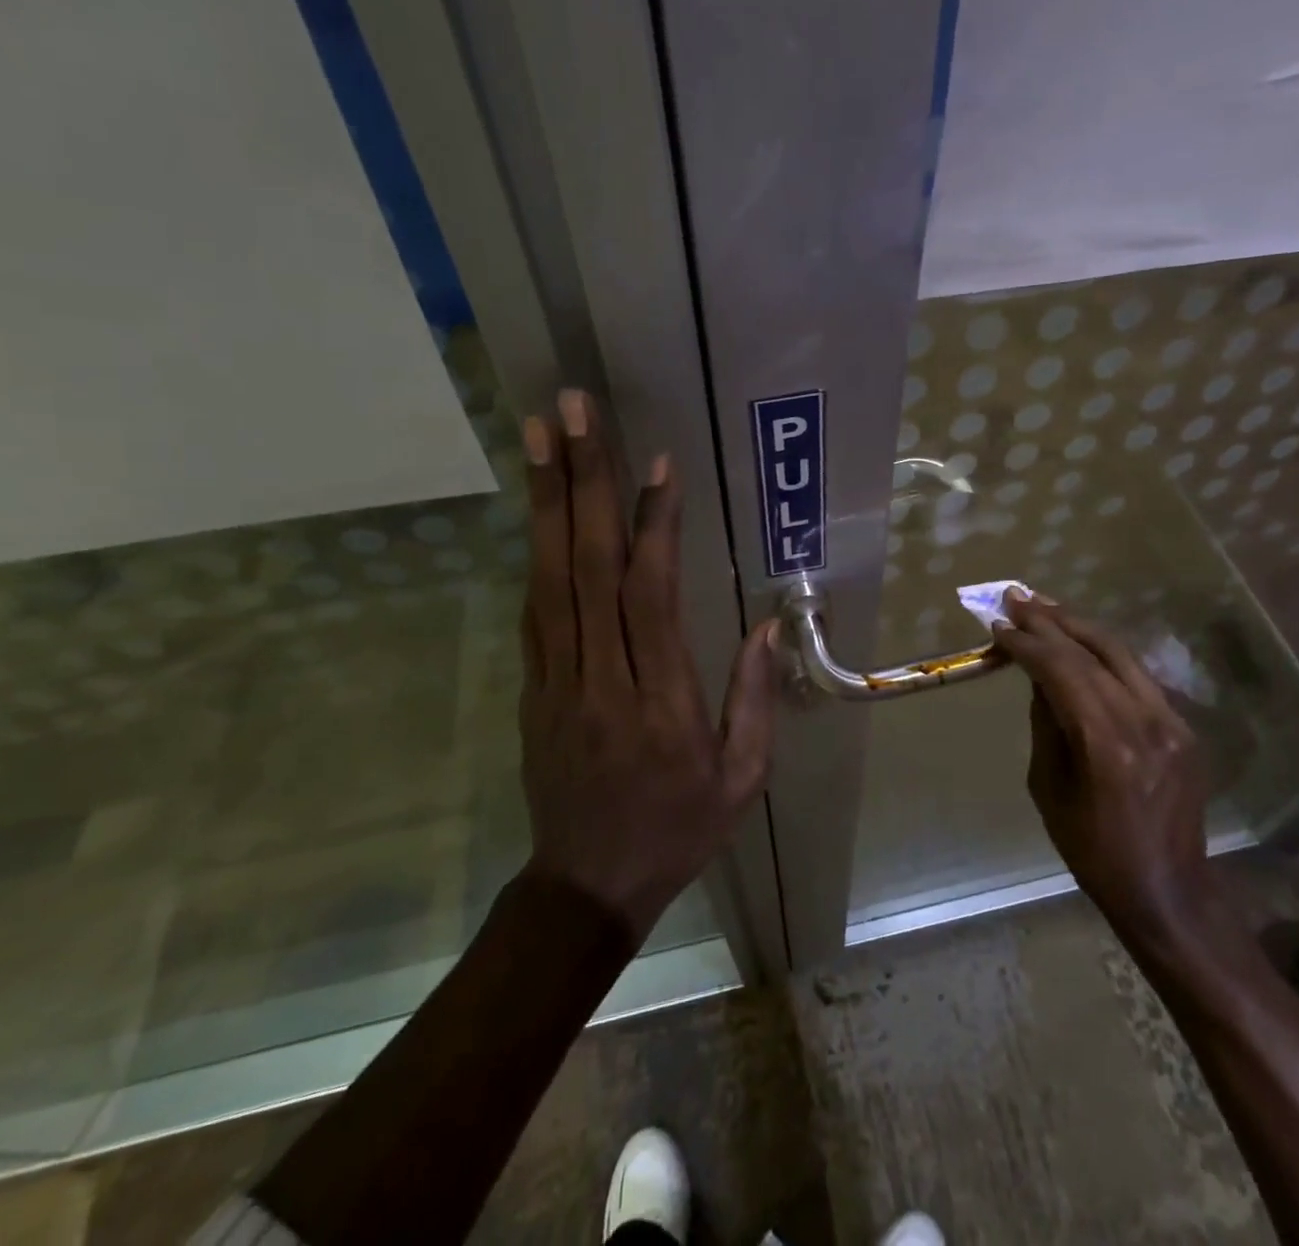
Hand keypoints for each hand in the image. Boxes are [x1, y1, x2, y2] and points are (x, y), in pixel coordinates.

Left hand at [517, 391, 779, 941]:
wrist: (586, 887)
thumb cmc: (677, 831)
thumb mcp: (741, 780)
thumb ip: (753, 699)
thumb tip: (766, 625)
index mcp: (660, 703)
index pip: (650, 596)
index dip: (653, 525)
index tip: (657, 463)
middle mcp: (601, 679)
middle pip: (587, 568)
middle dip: (581, 482)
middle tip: (572, 411)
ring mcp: (556, 680)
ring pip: (549, 578)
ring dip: (544, 501)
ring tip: (539, 434)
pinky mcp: (532, 687)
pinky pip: (535, 609)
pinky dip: (536, 550)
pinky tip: (536, 504)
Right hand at [991, 592, 1222, 960]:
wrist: (1167, 889)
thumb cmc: (1093, 850)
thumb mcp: (1049, 787)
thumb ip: (1046, 723)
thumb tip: (1038, 677)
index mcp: (1106, 743)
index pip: (1061, 671)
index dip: (1027, 643)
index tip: (999, 624)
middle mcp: (1144, 721)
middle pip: (1092, 651)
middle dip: (1050, 621)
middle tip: (1016, 598)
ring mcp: (1171, 721)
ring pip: (1120, 653)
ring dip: (1078, 626)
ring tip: (1044, 606)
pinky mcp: (1183, 727)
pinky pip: (1137, 676)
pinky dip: (1104, 653)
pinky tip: (1081, 642)